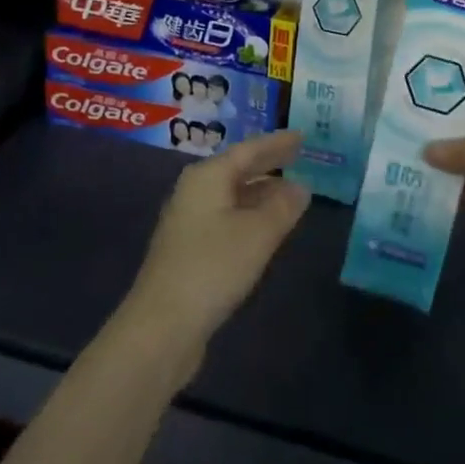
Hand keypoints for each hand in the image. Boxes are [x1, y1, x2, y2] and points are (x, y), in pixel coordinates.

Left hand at [119, 131, 309, 369]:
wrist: (161, 327)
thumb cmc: (213, 267)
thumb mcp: (258, 234)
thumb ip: (283, 207)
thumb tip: (301, 187)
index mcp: (207, 177)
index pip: (249, 149)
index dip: (277, 143)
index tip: (302, 136)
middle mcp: (195, 191)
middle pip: (237, 169)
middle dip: (268, 164)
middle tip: (299, 156)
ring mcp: (189, 221)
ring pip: (232, 195)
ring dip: (261, 192)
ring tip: (291, 192)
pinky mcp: (189, 250)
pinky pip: (227, 217)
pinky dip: (250, 215)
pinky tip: (266, 227)